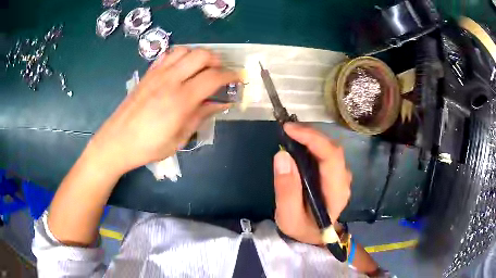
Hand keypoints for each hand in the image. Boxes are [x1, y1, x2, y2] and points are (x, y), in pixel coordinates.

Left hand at [85, 47, 238, 175]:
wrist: (116, 141)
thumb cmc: (148, 146)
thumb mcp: (179, 138)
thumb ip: (201, 116)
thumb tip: (221, 104)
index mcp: (181, 100)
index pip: (213, 77)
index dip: (231, 75)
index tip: (239, 78)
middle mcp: (170, 80)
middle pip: (201, 55)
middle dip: (217, 61)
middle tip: (220, 73)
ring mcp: (157, 74)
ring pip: (185, 50)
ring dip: (198, 56)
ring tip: (202, 69)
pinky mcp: (148, 73)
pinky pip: (168, 55)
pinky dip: (181, 57)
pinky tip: (181, 69)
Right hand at [273, 123, 351, 244]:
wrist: (314, 235)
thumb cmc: (302, 228)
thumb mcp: (288, 216)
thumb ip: (286, 190)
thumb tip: (282, 155)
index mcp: (336, 192)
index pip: (332, 157)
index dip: (312, 139)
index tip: (289, 130)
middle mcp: (343, 180)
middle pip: (332, 149)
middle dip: (310, 135)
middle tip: (286, 130)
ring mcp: (340, 175)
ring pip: (329, 148)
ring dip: (310, 137)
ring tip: (290, 134)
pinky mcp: (334, 173)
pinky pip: (325, 153)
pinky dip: (311, 144)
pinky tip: (298, 143)